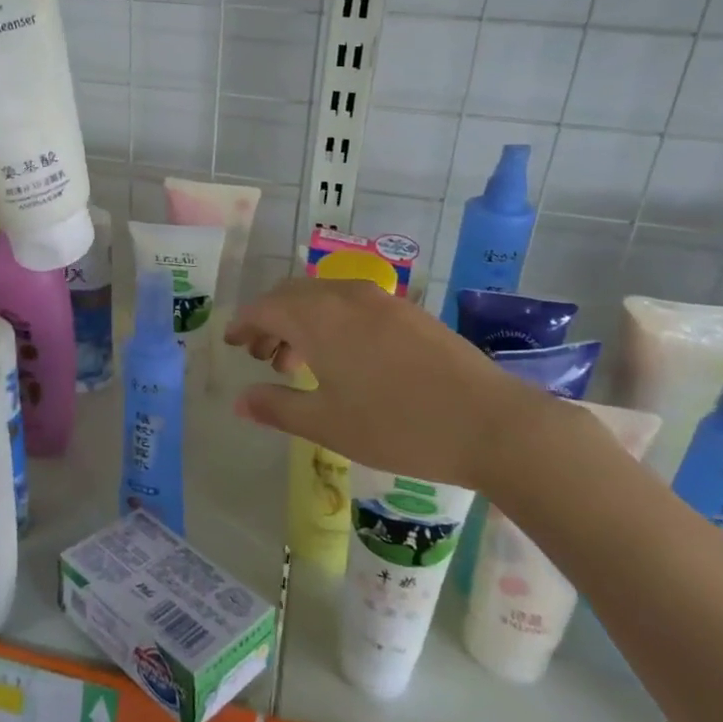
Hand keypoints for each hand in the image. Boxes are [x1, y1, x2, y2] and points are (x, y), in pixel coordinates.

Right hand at [224, 277, 552, 489]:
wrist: (491, 423)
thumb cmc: (398, 426)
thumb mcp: (328, 424)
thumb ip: (277, 408)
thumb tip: (238, 401)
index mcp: (318, 318)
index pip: (265, 307)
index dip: (243, 324)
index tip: (231, 344)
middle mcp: (345, 296)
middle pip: (291, 295)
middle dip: (269, 320)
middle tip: (260, 355)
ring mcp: (380, 300)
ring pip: (323, 297)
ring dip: (301, 320)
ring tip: (297, 362)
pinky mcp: (408, 311)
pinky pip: (352, 303)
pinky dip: (331, 320)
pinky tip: (342, 358)